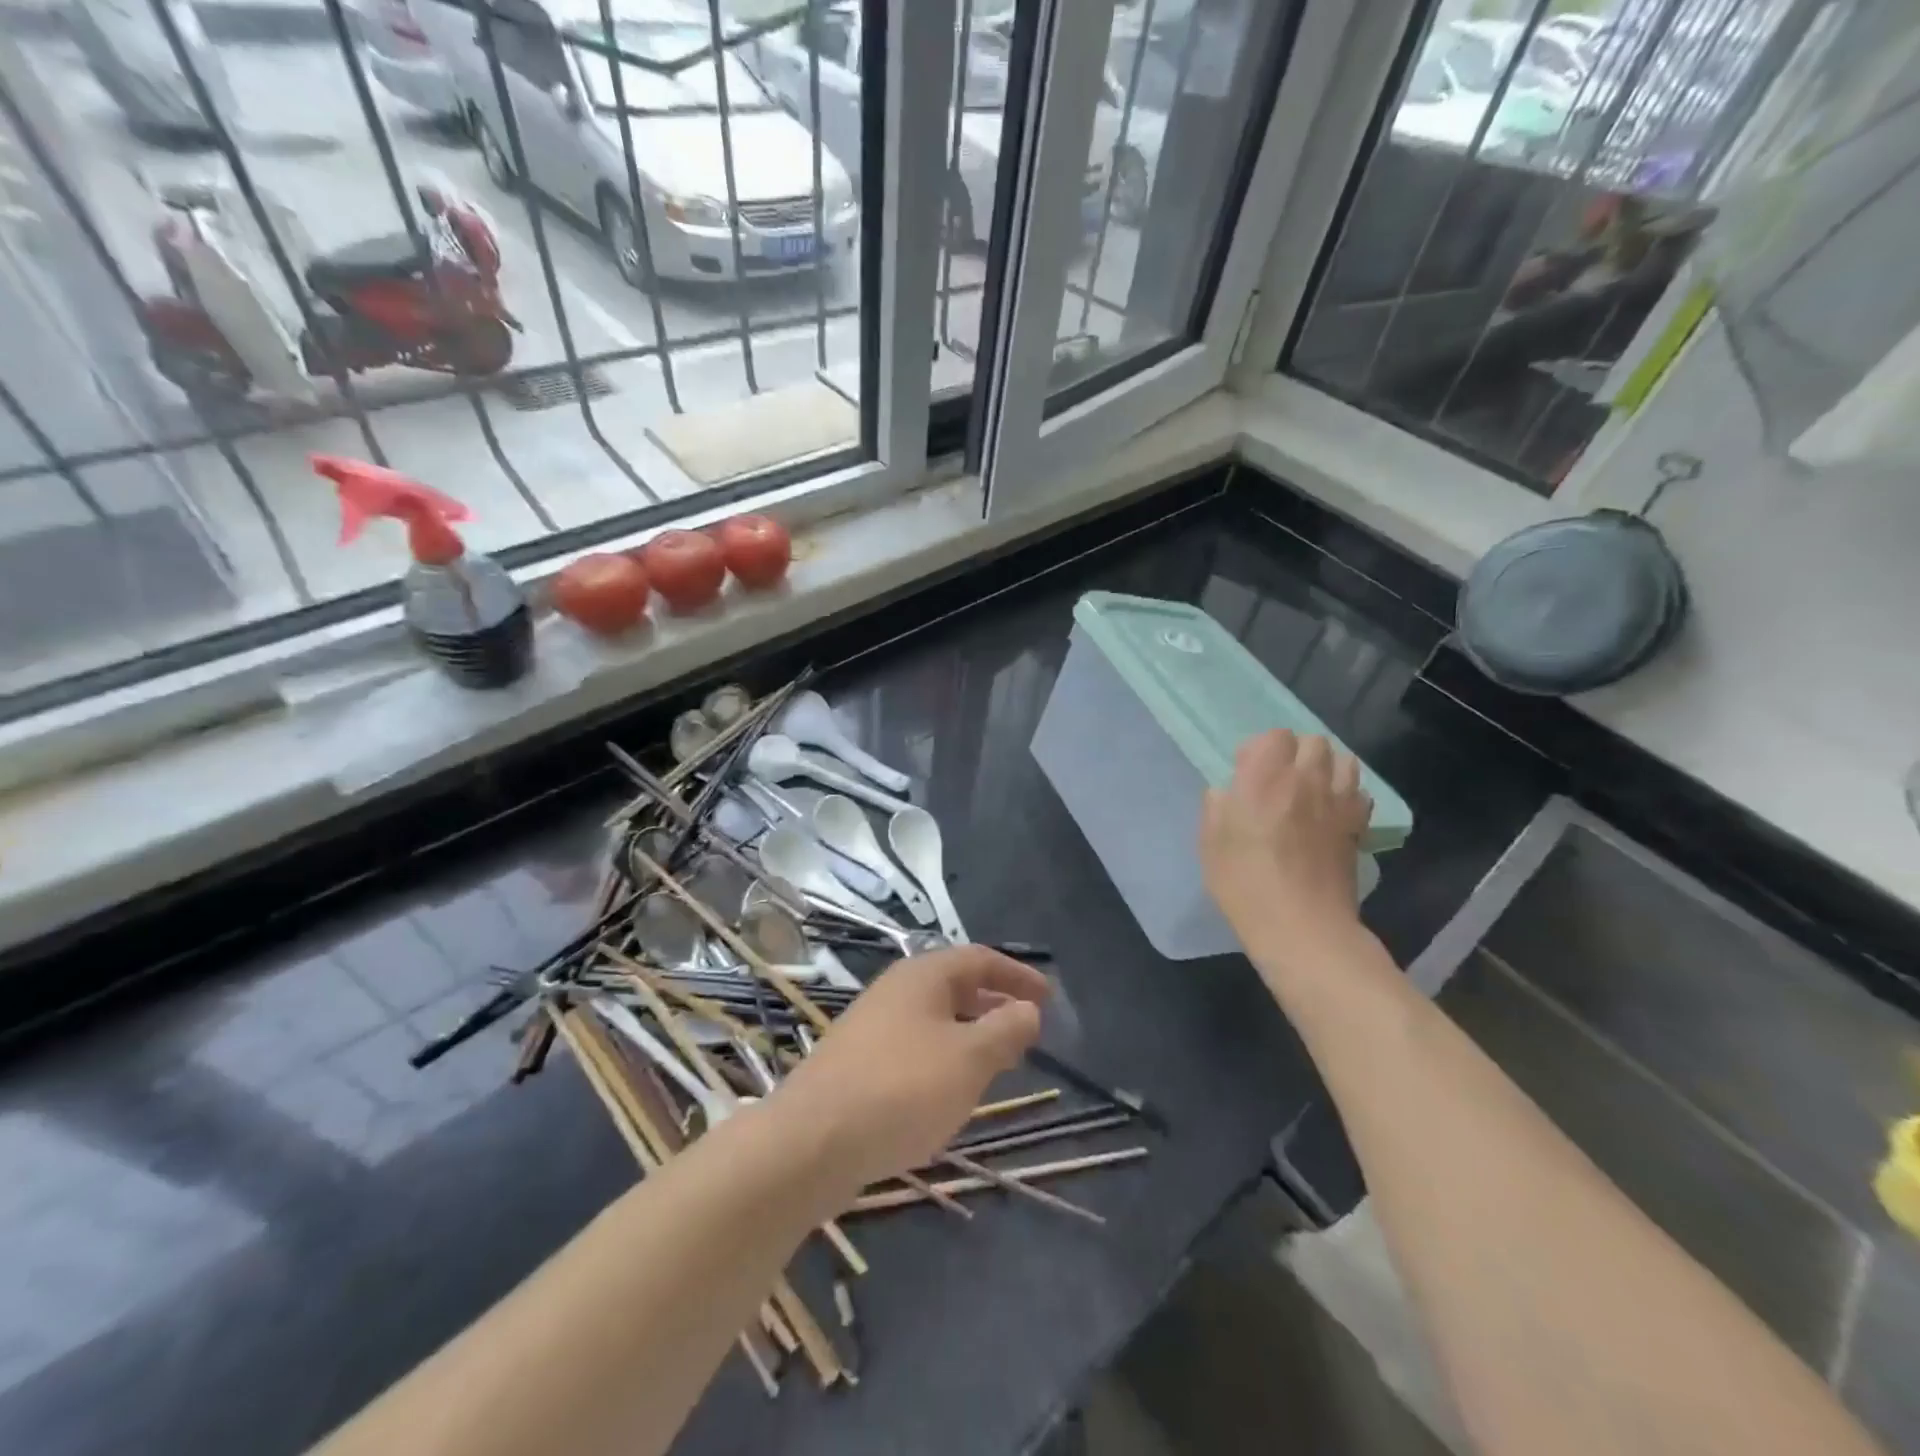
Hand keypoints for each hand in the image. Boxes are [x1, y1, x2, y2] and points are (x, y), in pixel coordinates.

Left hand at [772, 946, 1048, 1193]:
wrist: (810, 1141)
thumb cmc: (901, 1089)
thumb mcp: (968, 1059)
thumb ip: (1005, 1030)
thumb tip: (1027, 1009)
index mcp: (923, 975)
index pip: (980, 959)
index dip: (1018, 975)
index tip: (1048, 998)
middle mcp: (896, 989)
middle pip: (955, 985)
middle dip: (994, 1004)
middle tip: (1026, 1030)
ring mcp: (872, 1024)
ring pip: (935, 1018)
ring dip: (969, 1033)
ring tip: (996, 1063)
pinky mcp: (858, 1061)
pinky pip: (914, 1045)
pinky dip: (943, 1056)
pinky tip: (948, 1091)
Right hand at [1201, 730, 1370, 956]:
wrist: (1302, 925)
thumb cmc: (1245, 883)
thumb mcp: (1210, 844)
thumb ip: (1216, 808)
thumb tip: (1227, 793)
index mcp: (1264, 778)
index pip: (1275, 736)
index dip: (1260, 749)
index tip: (1246, 773)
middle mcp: (1306, 780)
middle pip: (1314, 742)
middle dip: (1296, 753)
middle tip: (1279, 781)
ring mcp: (1338, 802)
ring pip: (1344, 760)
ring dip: (1326, 768)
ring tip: (1310, 791)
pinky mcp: (1358, 826)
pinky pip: (1360, 792)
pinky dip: (1347, 794)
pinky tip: (1331, 814)